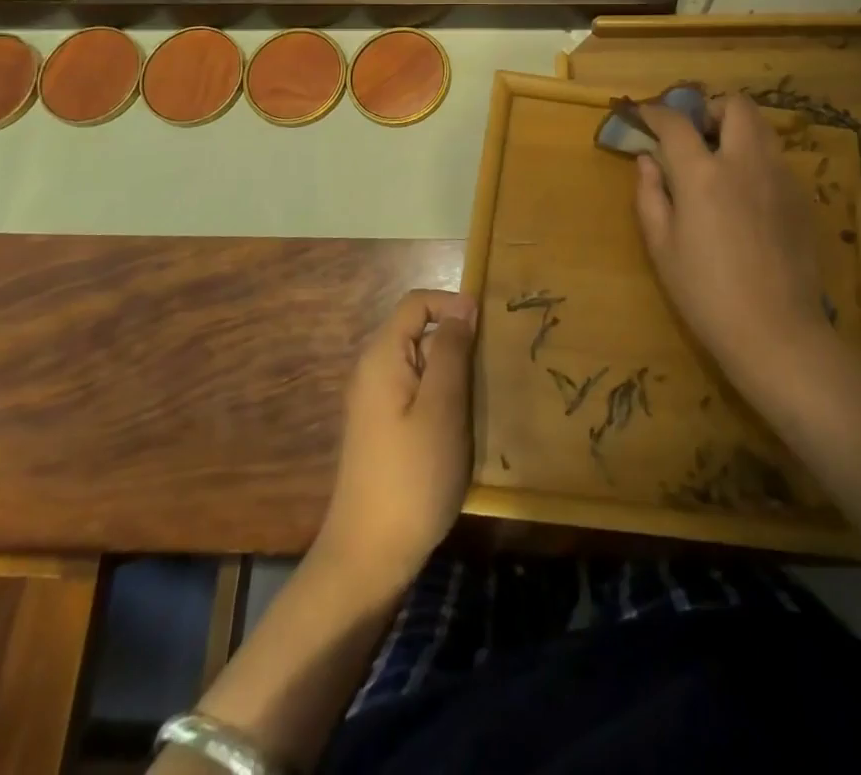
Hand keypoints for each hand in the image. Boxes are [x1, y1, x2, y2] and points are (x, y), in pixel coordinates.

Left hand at [315, 289, 476, 599]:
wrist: (368, 557)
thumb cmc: (412, 476)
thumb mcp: (443, 407)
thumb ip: (451, 350)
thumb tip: (463, 303)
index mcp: (382, 357)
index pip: (416, 303)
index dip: (453, 304)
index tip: (488, 329)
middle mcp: (373, 371)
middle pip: (419, 332)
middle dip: (457, 342)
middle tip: (491, 371)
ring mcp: (376, 402)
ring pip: (422, 365)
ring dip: (454, 375)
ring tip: (483, 401)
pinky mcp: (383, 430)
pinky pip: (417, 394)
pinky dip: (443, 399)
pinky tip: (462, 428)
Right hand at [634, 94, 845, 397]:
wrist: (777, 332)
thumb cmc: (706, 294)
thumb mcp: (662, 248)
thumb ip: (650, 195)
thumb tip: (647, 161)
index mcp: (704, 174)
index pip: (676, 123)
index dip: (656, 112)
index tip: (644, 115)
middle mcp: (746, 162)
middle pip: (736, 106)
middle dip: (711, 109)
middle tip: (696, 135)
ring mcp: (781, 177)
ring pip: (762, 128)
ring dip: (738, 130)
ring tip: (721, 161)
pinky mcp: (802, 197)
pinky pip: (777, 159)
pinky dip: (756, 159)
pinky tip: (747, 196)